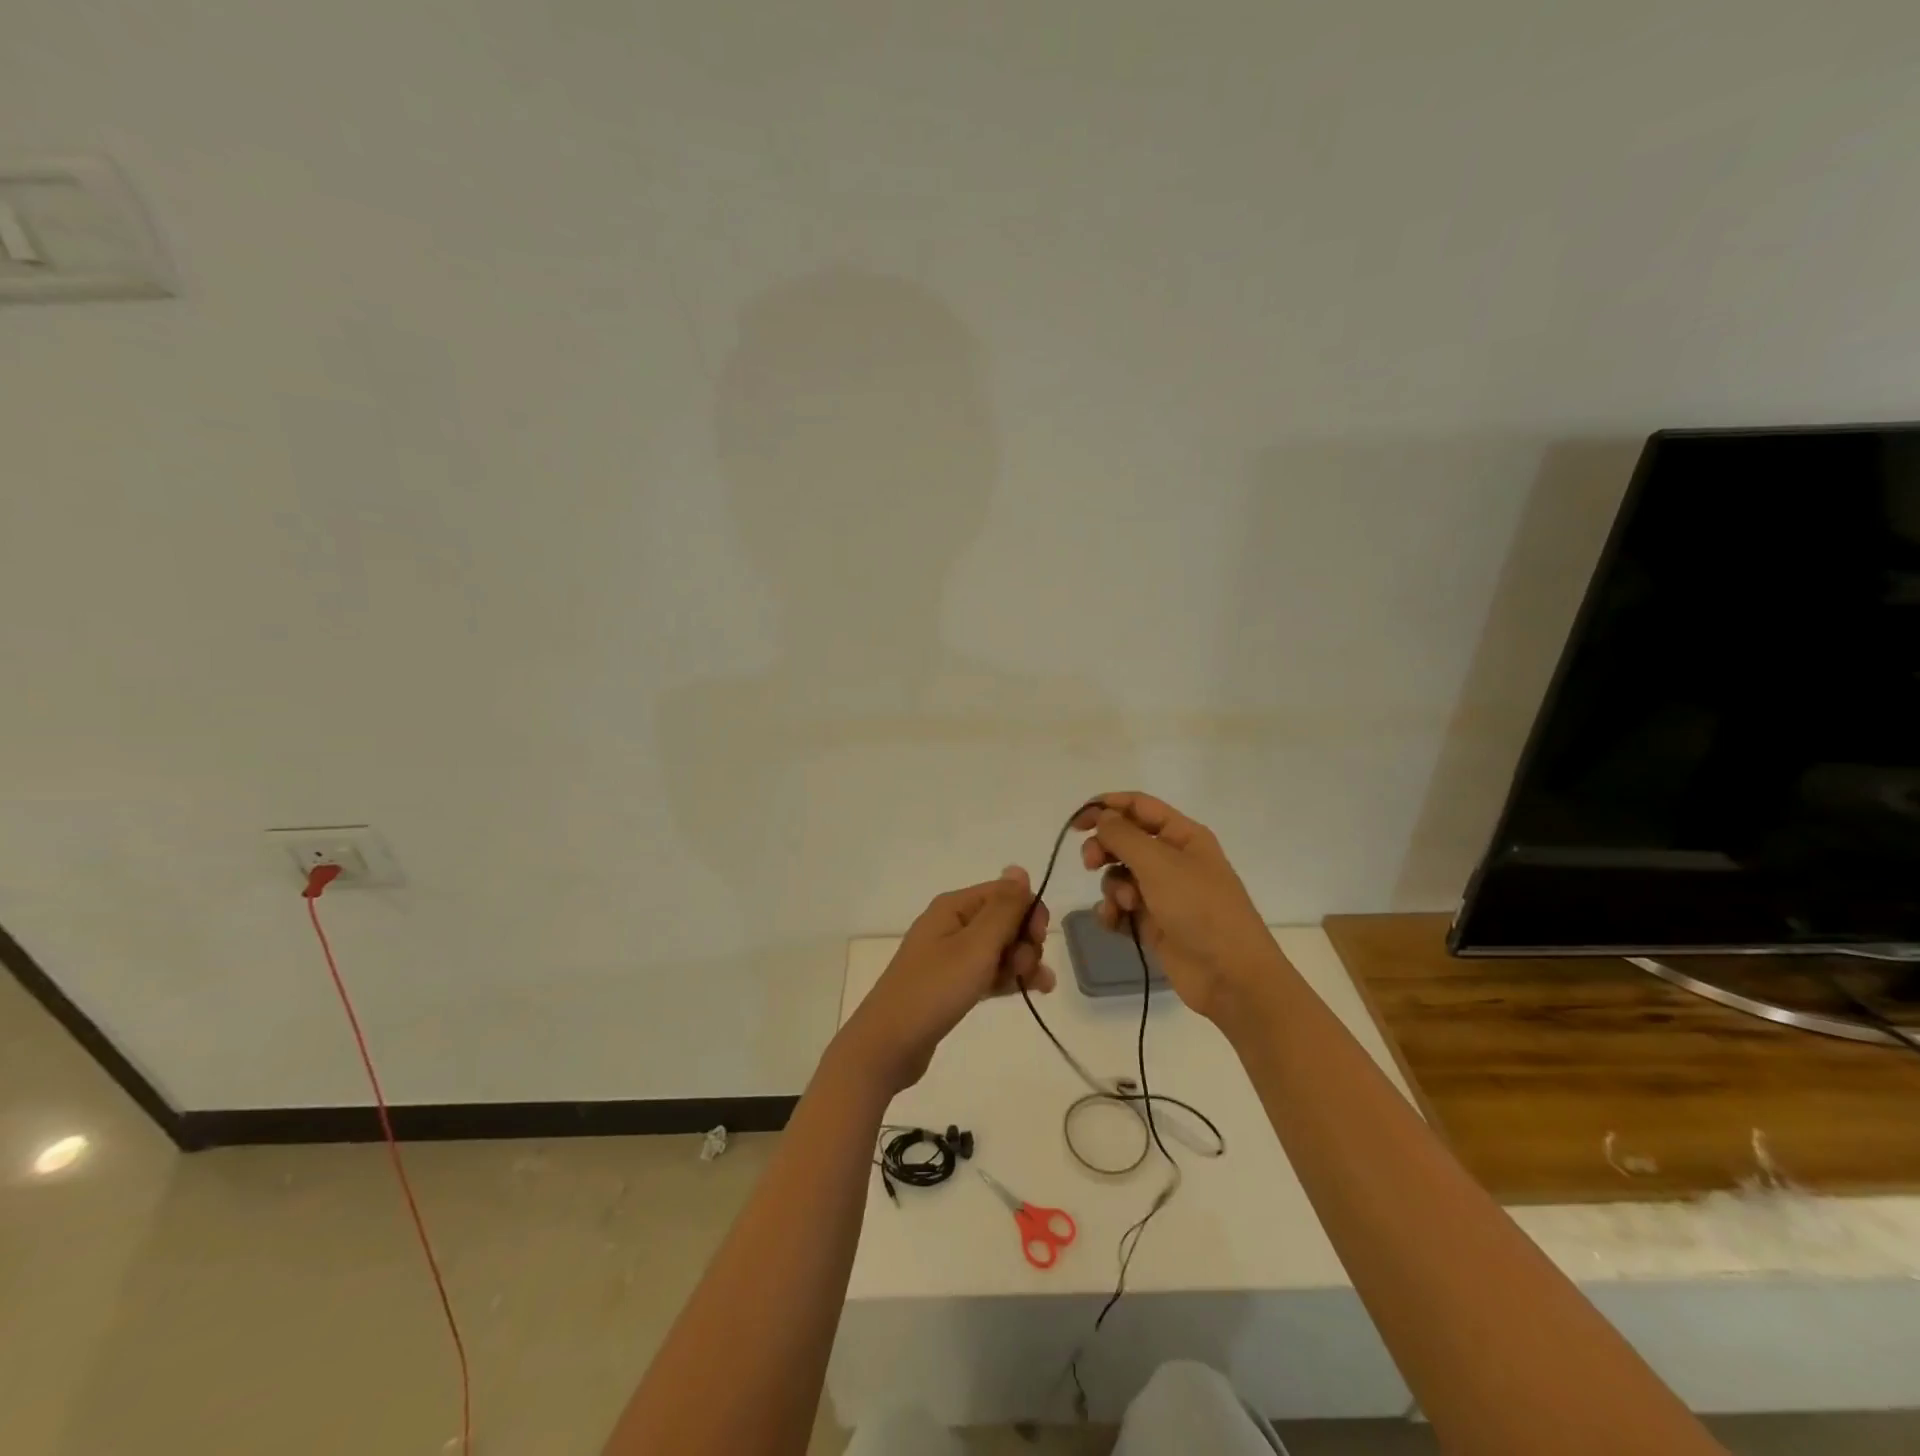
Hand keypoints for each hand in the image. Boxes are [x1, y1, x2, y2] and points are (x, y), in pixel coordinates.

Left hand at [832, 867, 1054, 1094]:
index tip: (1037, 940)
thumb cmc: (935, 989)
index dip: (1028, 912)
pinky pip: (989, 971)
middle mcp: (952, 924)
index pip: (1005, 893)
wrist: (889, 1044)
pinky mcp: (953, 983)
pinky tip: (1031, 991)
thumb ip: (1003, 908)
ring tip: (1033, 986)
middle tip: (1024, 968)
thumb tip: (1019, 868)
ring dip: (1022, 962)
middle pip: (1005, 920)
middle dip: (1025, 941)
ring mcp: (951, 955)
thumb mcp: (976, 946)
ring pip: (1000, 948)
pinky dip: (1009, 978)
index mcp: (954, 907)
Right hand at [1074, 792, 1281, 1024]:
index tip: (1077, 822)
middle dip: (1104, 849)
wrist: (1230, 975)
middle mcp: (1173, 859)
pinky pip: (1122, 907)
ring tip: (1124, 904)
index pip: (1138, 806)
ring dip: (1112, 886)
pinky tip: (1114, 922)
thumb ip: (1123, 835)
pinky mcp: (1154, 923)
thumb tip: (1101, 816)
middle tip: (1090, 864)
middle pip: (1125, 840)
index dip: (1106, 807)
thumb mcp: (1159, 863)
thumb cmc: (1199, 908)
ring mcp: (1164, 893)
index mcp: (1182, 835)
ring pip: (1120, 876)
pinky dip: (1113, 912)